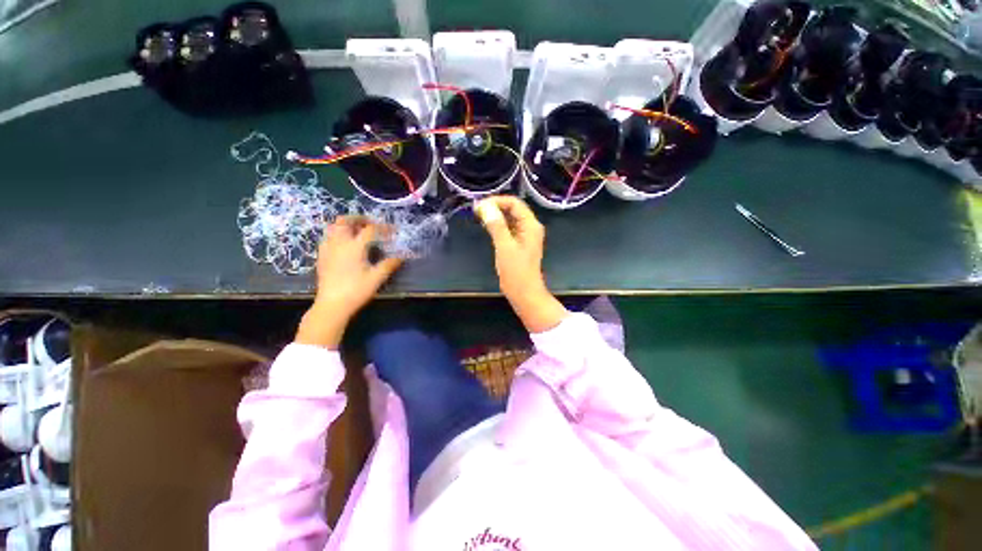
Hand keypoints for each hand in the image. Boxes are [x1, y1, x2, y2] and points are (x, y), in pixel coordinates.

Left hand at [295, 217, 402, 347]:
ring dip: (346, 224)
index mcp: (354, 246)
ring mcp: (327, 249)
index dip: (383, 227)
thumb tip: (402, 257)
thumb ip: (389, 264)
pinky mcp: (321, 256)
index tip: (393, 230)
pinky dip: (337, 234)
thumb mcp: (377, 278)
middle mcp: (339, 243)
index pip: (370, 229)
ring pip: (333, 227)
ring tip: (357, 231)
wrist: (332, 305)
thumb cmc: (356, 290)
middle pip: (345, 221)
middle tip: (370, 223)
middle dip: (359, 218)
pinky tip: (344, 244)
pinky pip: (328, 237)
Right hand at [475, 196, 567, 332]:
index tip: (479, 205)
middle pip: (513, 209)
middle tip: (476, 210)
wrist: (524, 293)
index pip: (514, 203)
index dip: (497, 201)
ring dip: (495, 216)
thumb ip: (496, 225)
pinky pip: (508, 229)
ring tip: (479, 216)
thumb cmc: (516, 271)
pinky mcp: (519, 244)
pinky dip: (498, 226)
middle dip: (495, 207)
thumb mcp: (504, 246)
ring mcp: (525, 236)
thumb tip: (485, 206)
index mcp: (531, 225)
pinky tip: (487, 226)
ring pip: (510, 219)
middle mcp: (530, 227)